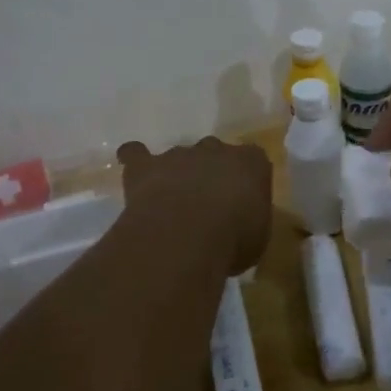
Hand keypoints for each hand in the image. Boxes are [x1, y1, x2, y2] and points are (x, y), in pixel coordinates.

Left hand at [115, 137, 271, 275]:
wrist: (187, 234)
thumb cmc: (233, 240)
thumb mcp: (256, 239)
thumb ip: (248, 222)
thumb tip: (237, 226)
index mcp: (250, 163)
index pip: (253, 161)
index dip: (245, 180)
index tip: (242, 202)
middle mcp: (216, 150)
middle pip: (214, 153)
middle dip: (210, 174)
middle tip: (205, 206)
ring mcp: (179, 154)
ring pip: (179, 157)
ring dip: (176, 175)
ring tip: (171, 205)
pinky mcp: (146, 165)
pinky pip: (136, 154)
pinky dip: (135, 161)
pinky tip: (135, 174)